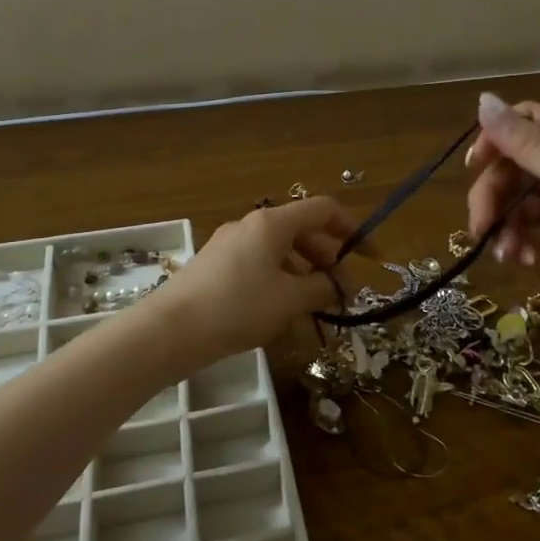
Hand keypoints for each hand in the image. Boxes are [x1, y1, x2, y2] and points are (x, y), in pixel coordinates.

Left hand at [151, 196, 358, 363]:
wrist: (168, 331)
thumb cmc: (237, 308)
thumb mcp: (289, 300)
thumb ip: (322, 288)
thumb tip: (338, 285)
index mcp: (273, 223)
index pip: (325, 209)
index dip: (353, 229)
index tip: (370, 258)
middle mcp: (251, 224)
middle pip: (303, 229)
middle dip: (328, 257)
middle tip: (341, 290)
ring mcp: (230, 243)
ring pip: (280, 248)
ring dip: (304, 270)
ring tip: (314, 304)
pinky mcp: (215, 265)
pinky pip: (259, 262)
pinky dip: (279, 278)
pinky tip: (280, 308)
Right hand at [465, 93, 539, 330]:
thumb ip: (527, 143)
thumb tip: (483, 99)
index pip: (528, 122)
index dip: (497, 139)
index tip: (474, 167)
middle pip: (518, 166)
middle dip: (495, 195)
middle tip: (480, 226)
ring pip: (520, 202)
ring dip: (506, 226)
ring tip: (507, 253)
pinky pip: (533, 230)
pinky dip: (522, 244)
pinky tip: (525, 262)